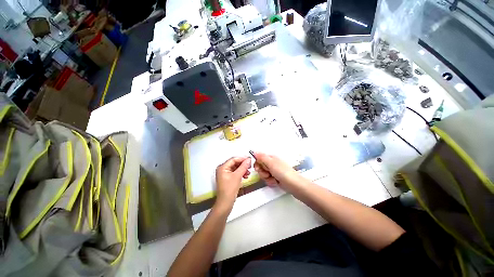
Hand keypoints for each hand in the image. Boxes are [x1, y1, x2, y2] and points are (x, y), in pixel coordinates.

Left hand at [215, 156, 250, 210]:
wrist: (226, 203)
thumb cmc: (229, 189)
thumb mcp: (237, 176)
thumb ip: (243, 166)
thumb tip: (248, 159)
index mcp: (222, 167)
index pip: (233, 159)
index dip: (242, 159)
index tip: (249, 160)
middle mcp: (222, 169)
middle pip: (235, 163)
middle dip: (243, 165)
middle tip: (250, 166)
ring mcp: (225, 174)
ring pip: (236, 168)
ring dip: (243, 169)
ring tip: (248, 172)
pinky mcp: (228, 178)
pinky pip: (235, 172)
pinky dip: (241, 173)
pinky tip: (245, 176)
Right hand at [252, 152, 303, 190]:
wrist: (294, 185)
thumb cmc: (283, 172)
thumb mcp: (271, 163)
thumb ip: (262, 157)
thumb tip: (254, 151)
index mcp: (271, 158)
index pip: (259, 159)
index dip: (257, 164)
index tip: (259, 169)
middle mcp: (271, 163)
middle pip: (260, 167)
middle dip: (262, 172)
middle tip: (268, 174)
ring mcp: (273, 171)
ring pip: (263, 174)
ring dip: (267, 178)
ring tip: (274, 179)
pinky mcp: (275, 178)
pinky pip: (268, 179)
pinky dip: (271, 182)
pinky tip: (276, 182)